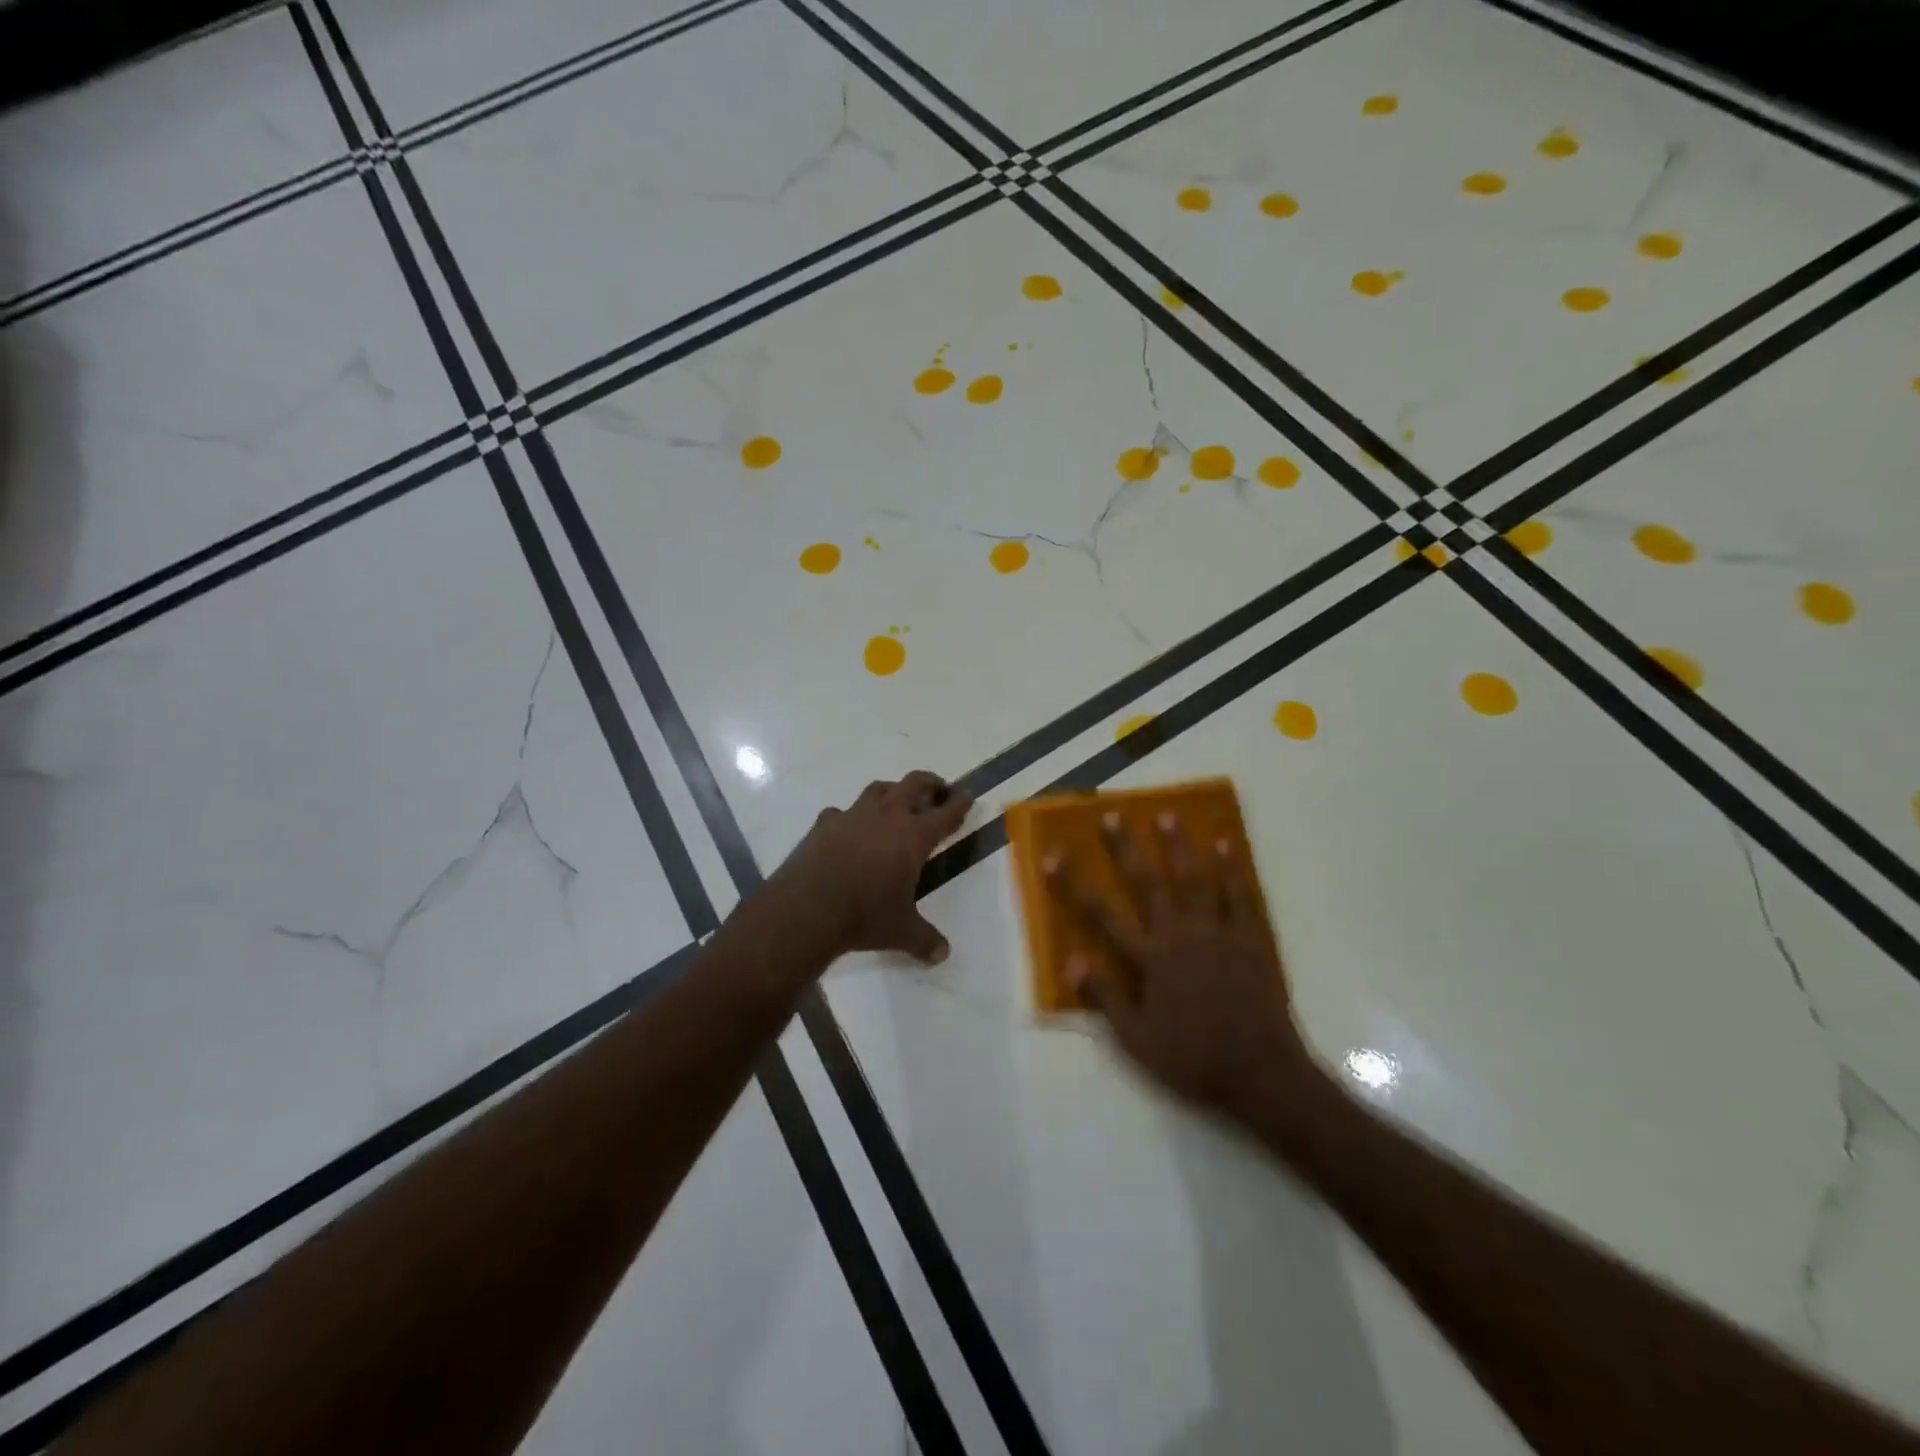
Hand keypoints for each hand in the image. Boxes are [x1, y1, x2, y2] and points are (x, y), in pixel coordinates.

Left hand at [771, 771, 973, 963]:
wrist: (807, 909)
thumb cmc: (864, 916)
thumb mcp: (901, 932)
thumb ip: (925, 940)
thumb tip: (943, 955)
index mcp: (913, 836)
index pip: (945, 814)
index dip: (959, 804)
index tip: (967, 796)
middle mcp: (886, 817)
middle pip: (913, 784)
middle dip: (929, 783)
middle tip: (937, 789)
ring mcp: (852, 816)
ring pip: (878, 789)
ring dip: (892, 791)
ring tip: (895, 801)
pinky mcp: (824, 824)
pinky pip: (841, 812)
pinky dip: (849, 817)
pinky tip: (848, 829)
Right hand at [1045, 810, 1318, 1122]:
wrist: (1262, 1074)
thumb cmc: (1193, 1059)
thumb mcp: (1136, 1040)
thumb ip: (1105, 997)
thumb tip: (1072, 959)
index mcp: (1151, 959)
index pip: (1102, 914)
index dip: (1075, 884)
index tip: (1054, 854)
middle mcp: (1181, 936)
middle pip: (1148, 884)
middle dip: (1126, 848)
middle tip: (1113, 814)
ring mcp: (1219, 933)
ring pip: (1195, 880)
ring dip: (1180, 846)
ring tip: (1169, 814)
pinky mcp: (1252, 939)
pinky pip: (1240, 895)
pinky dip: (1232, 869)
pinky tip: (1226, 845)